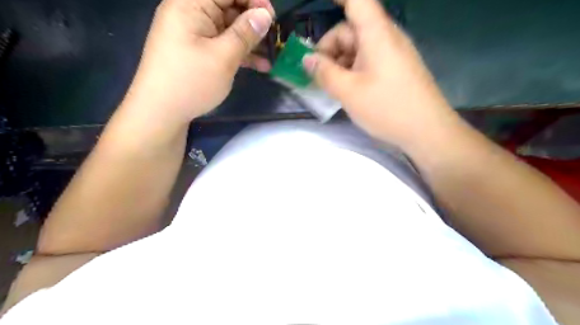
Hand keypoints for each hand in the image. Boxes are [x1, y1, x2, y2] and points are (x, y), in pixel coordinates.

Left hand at [122, 1, 275, 124]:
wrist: (161, 113)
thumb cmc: (191, 82)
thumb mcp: (223, 57)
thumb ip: (245, 34)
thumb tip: (265, 15)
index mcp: (190, 4)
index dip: (252, 0)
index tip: (272, 17)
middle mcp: (190, 13)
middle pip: (228, 8)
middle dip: (253, 22)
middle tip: (273, 39)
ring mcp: (194, 34)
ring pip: (228, 29)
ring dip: (250, 42)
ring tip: (271, 56)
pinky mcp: (197, 52)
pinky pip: (222, 45)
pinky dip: (240, 53)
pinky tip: (259, 66)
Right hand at [304, 0, 461, 146]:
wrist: (427, 131)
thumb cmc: (387, 108)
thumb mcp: (348, 92)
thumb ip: (324, 73)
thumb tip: (306, 60)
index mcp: (376, 34)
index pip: (356, 1)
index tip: (319, 5)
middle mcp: (385, 37)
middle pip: (350, 30)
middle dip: (329, 49)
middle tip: (316, 75)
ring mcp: (391, 54)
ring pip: (357, 48)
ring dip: (338, 63)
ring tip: (330, 87)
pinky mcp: (394, 69)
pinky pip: (367, 61)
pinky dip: (351, 70)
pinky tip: (346, 90)